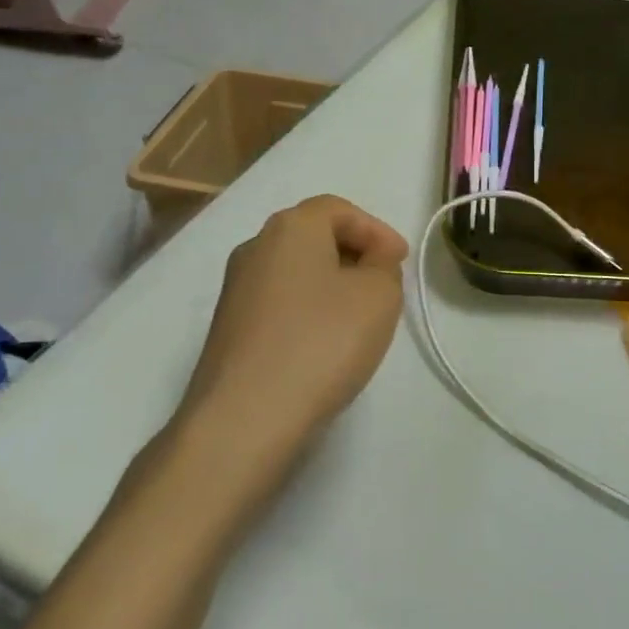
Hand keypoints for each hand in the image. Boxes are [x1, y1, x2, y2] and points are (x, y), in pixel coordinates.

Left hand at [171, 195, 406, 484]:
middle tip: (383, 284)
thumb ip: (384, 266)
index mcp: (291, 227)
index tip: (400, 262)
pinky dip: (307, 310)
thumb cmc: (322, 341)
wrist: (244, 418)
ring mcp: (235, 289)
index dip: (376, 230)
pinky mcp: (227, 328)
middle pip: (313, 236)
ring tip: (358, 317)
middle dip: (354, 254)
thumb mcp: (379, 295)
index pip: (339, 209)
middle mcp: (255, 246)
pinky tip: (323, 344)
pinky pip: (278, 303)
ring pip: (295, 271)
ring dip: (330, 284)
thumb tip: (370, 261)